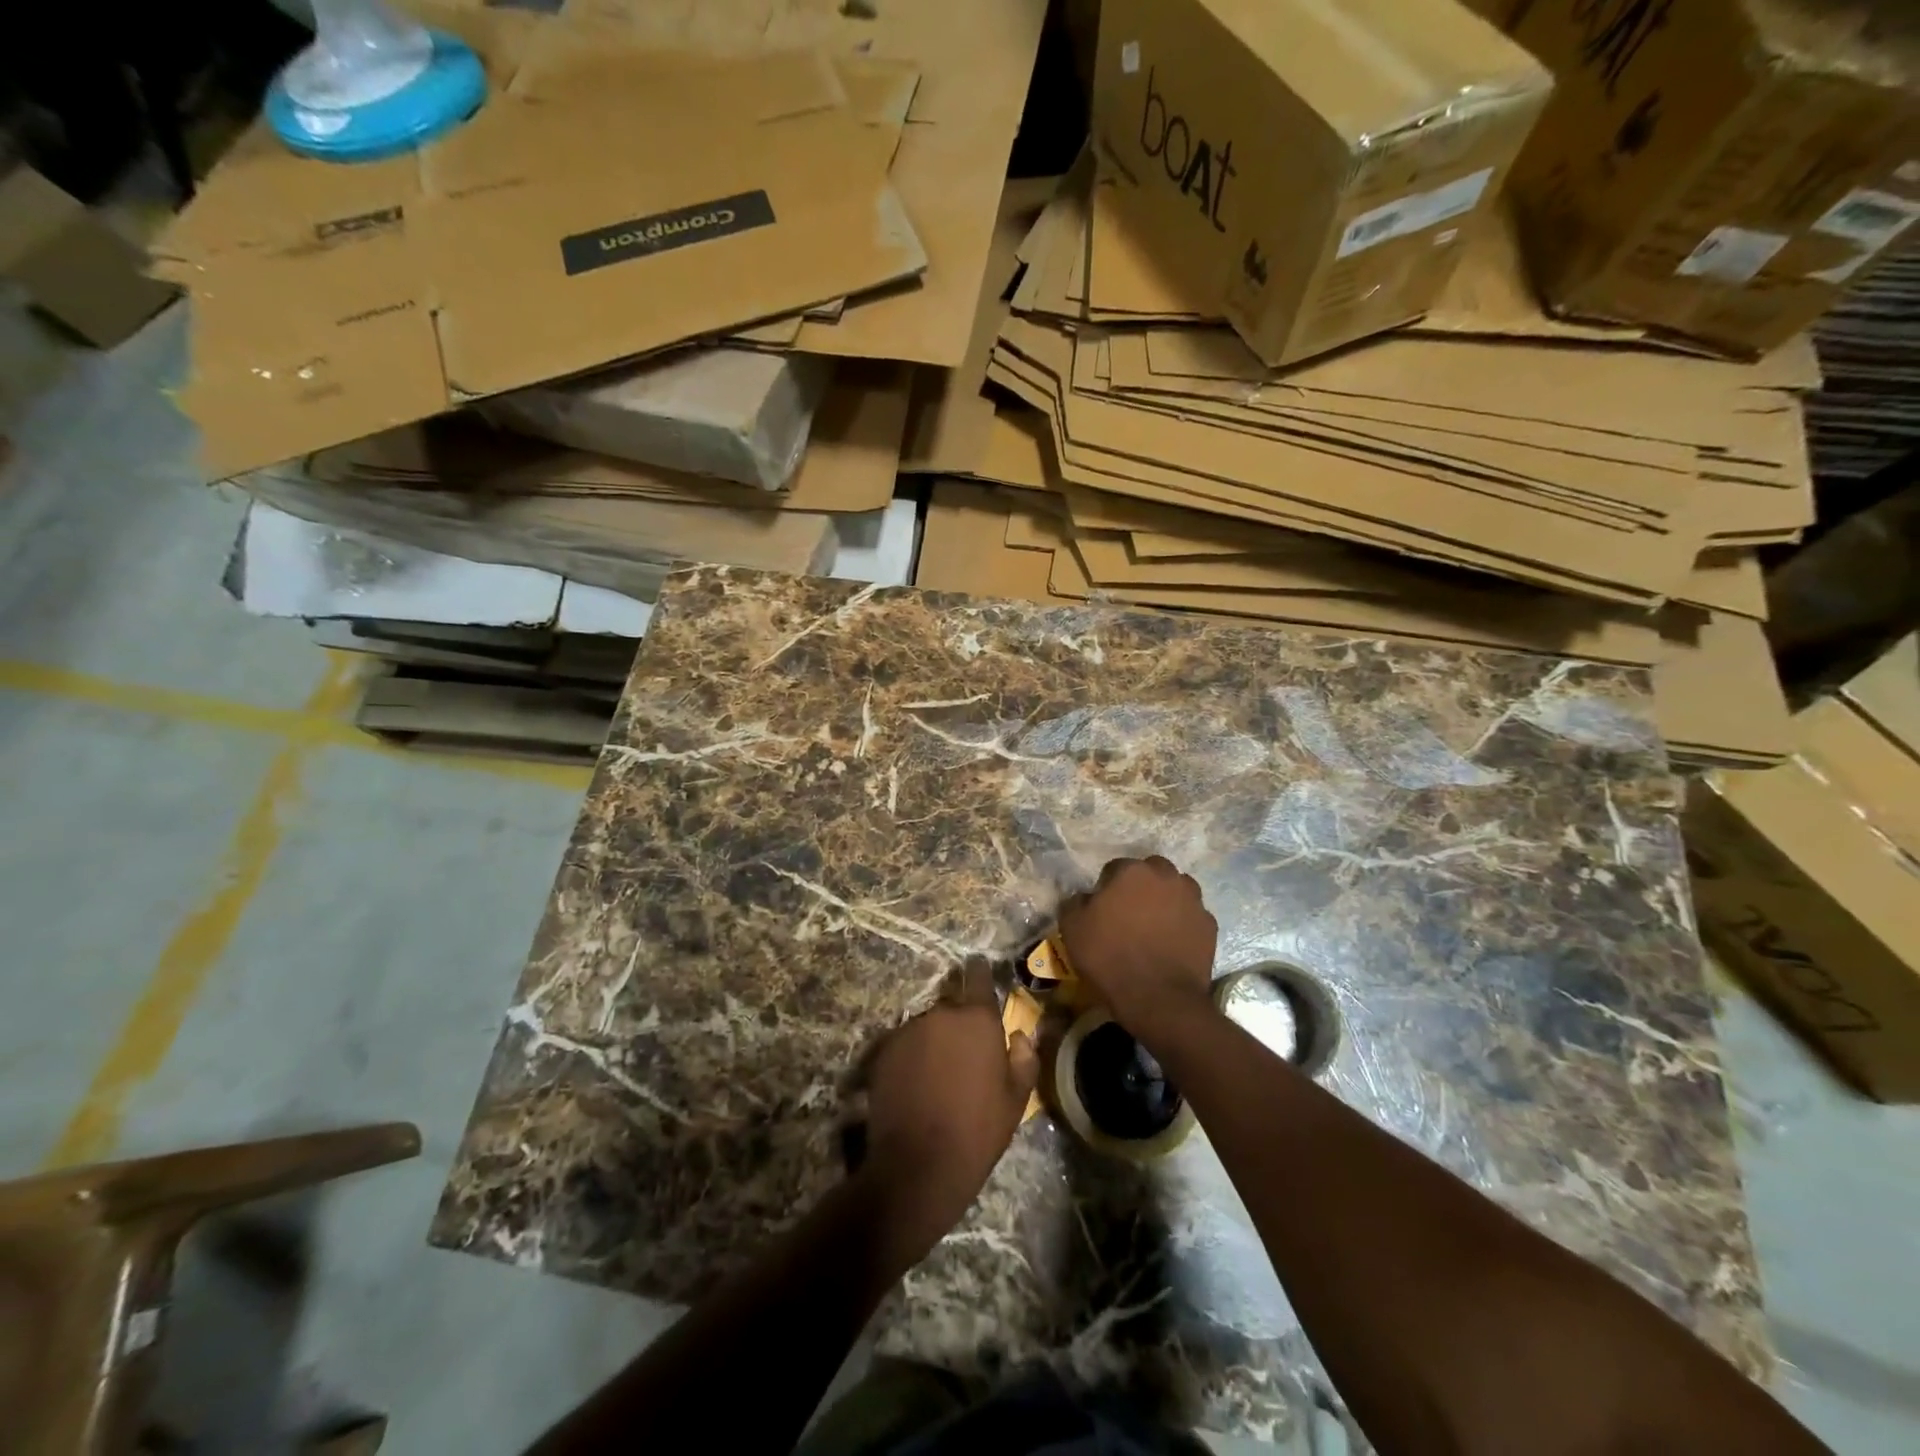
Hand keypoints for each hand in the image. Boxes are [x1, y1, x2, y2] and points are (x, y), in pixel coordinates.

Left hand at [858, 961, 1038, 1265]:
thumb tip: (1018, 1036)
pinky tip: (914, 1087)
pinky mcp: (883, 1051)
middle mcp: (940, 1013)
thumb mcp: (1017, 1100)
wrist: (919, 1165)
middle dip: (958, 1025)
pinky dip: (910, 1058)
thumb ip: (1024, 1058)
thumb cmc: (978, 1130)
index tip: (979, 971)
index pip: (978, 976)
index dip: (980, 973)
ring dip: (933, 1042)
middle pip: (951, 1008)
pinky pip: (903, 1045)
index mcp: (977, 1019)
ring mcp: (908, 1030)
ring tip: (936, 1079)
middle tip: (964, 1059)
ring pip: (926, 1027)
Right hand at [1058, 856, 1217, 1031]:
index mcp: (1132, 871)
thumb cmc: (1110, 958)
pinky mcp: (1210, 925)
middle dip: (1141, 886)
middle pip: (1152, 872)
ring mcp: (1193, 900)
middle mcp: (1166, 877)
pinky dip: (1183, 924)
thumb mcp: (1072, 928)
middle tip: (1130, 912)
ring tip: (1154, 926)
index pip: (1116, 868)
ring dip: (1166, 900)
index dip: (1107, 887)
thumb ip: (1075, 902)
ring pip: (1177, 890)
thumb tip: (1085, 897)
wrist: (1158, 998)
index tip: (1103, 908)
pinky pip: (1192, 916)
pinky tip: (1172, 944)